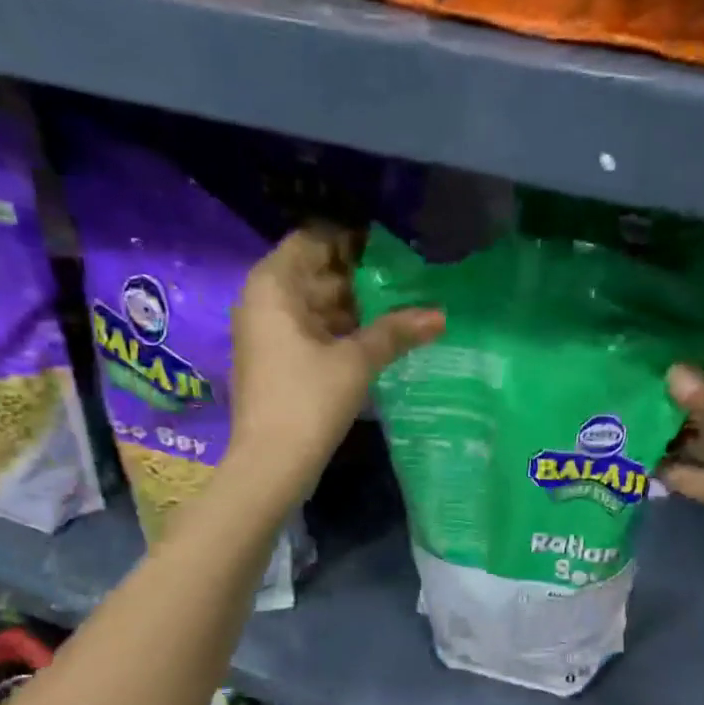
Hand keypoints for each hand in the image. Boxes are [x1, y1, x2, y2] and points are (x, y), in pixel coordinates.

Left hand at [227, 225, 442, 501]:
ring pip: (314, 307)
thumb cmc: (308, 401)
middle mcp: (263, 302)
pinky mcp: (276, 363)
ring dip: (352, 309)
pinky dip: (339, 333)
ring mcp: (267, 335)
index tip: (389, 249)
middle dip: (358, 278)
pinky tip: (375, 342)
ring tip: (398, 311)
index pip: (313, 241)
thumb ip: (395, 332)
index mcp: (274, 286)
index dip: (350, 241)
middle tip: (404, 281)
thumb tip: (440, 316)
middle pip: (314, 274)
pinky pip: (309, 333)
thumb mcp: (356, 362)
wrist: (271, 464)